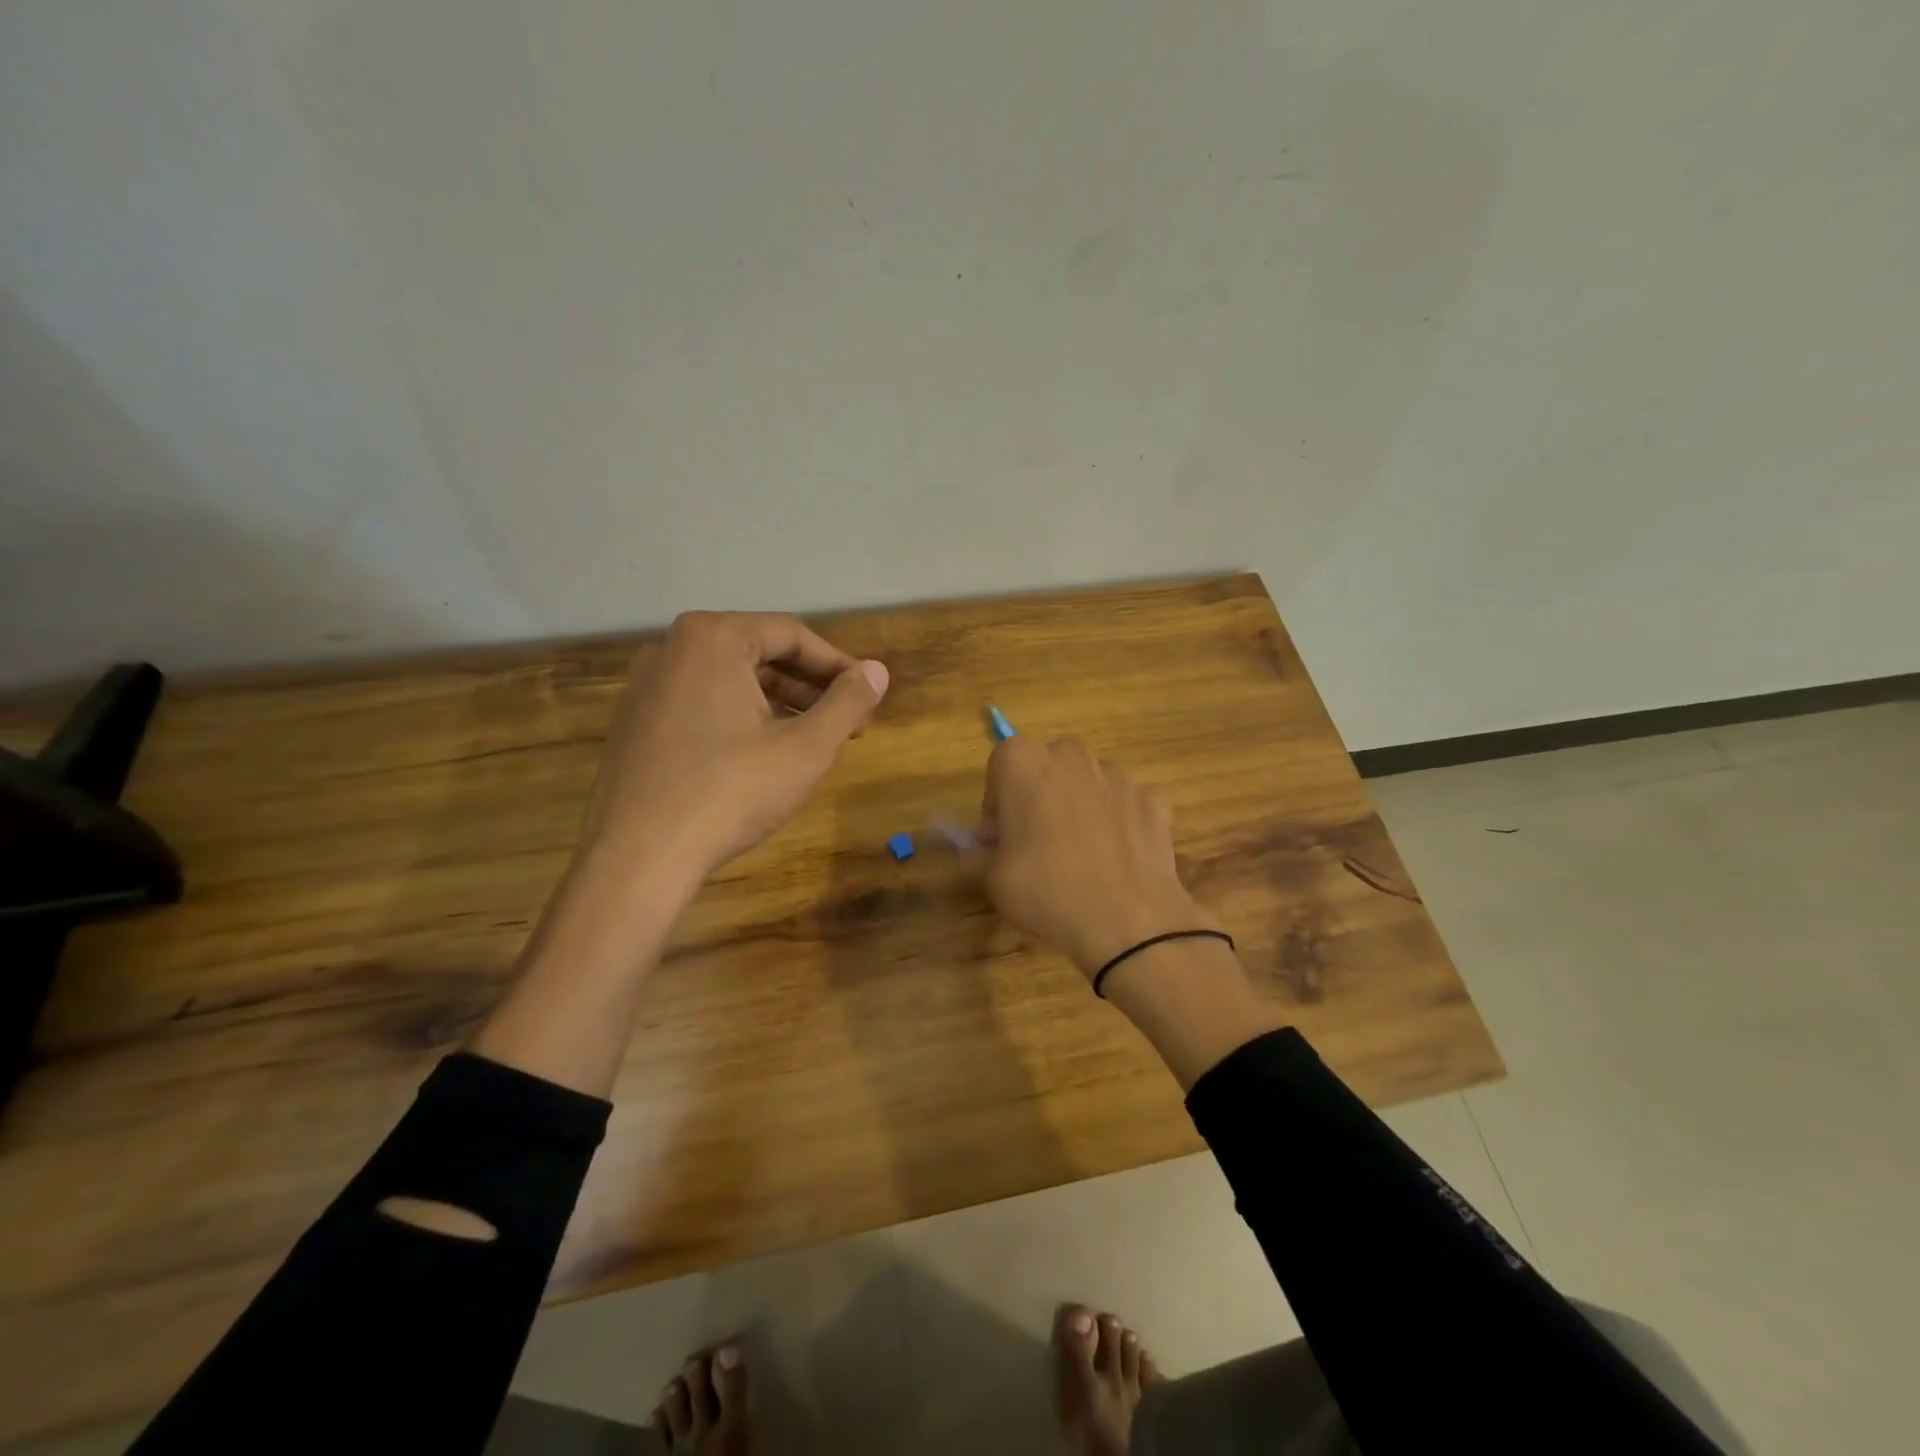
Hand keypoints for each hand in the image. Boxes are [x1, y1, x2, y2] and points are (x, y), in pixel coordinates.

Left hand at [583, 611, 888, 879]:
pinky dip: (740, 717)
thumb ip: (848, 703)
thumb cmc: (730, 792)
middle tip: (847, 724)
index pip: (791, 635)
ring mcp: (646, 685)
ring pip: (730, 680)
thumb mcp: (806, 748)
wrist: (638, 857)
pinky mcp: (635, 721)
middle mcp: (671, 648)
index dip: (838, 666)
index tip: (867, 698)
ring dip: (779, 704)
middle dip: (810, 687)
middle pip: (759, 653)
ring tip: (812, 741)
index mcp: (712, 638)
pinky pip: (701, 703)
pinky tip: (761, 756)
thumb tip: (878, 671)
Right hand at [976, 737, 1220, 978]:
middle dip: (1036, 800)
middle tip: (1033, 848)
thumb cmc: (1047, 891)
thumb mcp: (992, 880)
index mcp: (1024, 762)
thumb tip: (979, 850)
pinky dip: (1113, 827)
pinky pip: (1120, 808)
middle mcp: (1071, 755)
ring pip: (1084, 786)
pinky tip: (1112, 865)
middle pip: (1044, 770)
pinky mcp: (1151, 800)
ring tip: (1078, 861)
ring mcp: (1117, 776)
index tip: (999, 842)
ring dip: (1075, 811)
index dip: (995, 807)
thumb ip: (977, 855)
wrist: (1130, 922)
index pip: (998, 769)